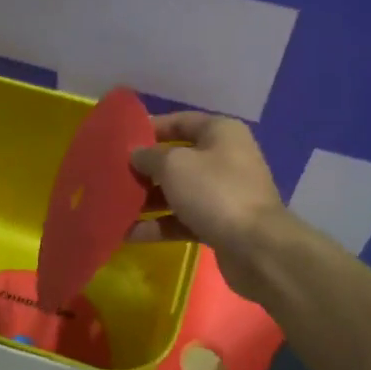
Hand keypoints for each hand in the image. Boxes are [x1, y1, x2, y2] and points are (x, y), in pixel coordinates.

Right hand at [127, 111, 287, 283]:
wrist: (257, 248)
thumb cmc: (215, 191)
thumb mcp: (174, 165)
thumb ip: (149, 156)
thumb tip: (136, 155)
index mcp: (221, 132)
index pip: (180, 121)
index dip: (150, 128)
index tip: (121, 139)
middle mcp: (225, 158)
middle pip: (177, 159)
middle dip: (146, 169)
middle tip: (113, 175)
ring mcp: (224, 194)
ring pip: (178, 191)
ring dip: (148, 199)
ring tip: (115, 206)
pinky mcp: (220, 224)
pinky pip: (183, 219)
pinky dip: (159, 225)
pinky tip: (129, 233)